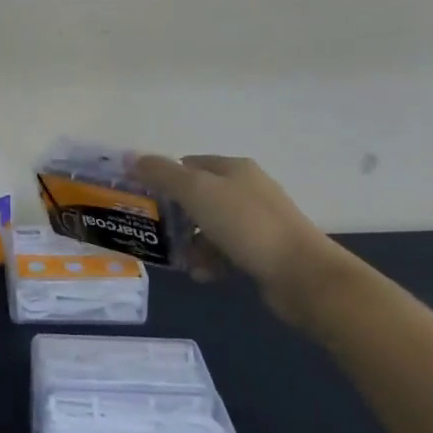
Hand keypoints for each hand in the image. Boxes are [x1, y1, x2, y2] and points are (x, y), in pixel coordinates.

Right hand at [131, 154, 344, 323]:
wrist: (303, 275)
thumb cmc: (246, 224)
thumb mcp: (196, 191)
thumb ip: (161, 173)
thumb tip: (129, 157)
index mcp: (233, 168)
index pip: (188, 164)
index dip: (164, 178)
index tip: (145, 199)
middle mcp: (247, 190)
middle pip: (198, 197)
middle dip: (176, 217)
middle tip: (158, 233)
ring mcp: (258, 222)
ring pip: (210, 228)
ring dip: (192, 244)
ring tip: (183, 262)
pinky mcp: (264, 252)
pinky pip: (226, 252)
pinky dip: (211, 262)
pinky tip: (203, 275)